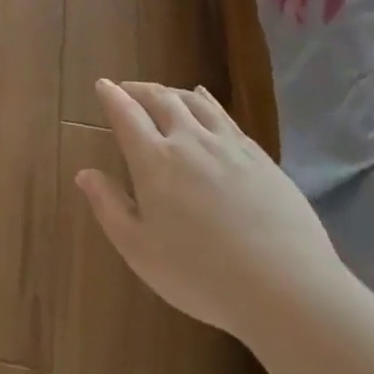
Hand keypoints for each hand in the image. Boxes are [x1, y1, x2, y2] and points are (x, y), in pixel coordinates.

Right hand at [77, 80, 343, 342]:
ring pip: (195, 102)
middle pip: (161, 100)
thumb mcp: (140, 250)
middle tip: (127, 89)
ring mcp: (229, 146)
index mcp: (155, 160)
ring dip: (172, 92)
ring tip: (163, 94)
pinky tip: (206, 102)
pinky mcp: (260, 157)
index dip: (112, 96)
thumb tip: (85, 173)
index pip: (126, 115)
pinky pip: (225, 116)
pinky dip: (207, 101)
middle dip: (139, 89)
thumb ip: (109, 207)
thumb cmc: (201, 275)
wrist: (287, 289)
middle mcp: (190, 141)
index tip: (102, 85)